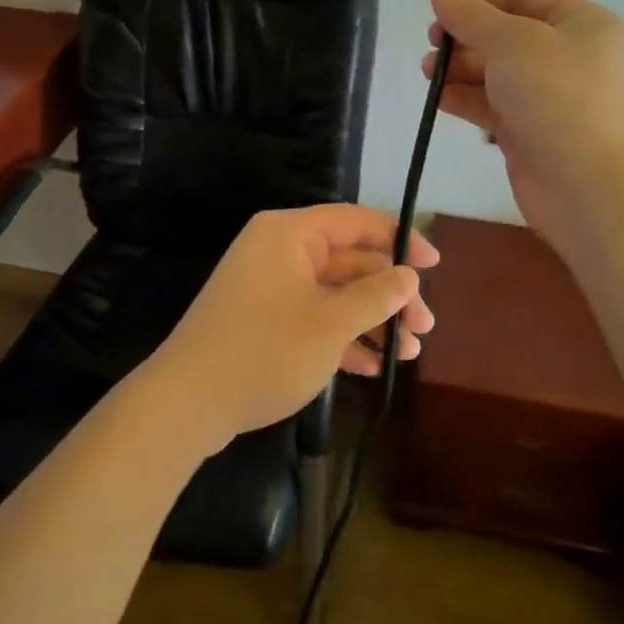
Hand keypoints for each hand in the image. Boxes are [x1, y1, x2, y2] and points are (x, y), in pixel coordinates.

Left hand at [140, 204, 437, 455]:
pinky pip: (314, 318)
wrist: (188, 402)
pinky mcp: (264, 322)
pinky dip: (343, 338)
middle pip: (349, 261)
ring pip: (334, 294)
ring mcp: (270, 288)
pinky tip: (374, 367)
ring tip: (408, 354)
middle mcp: (280, 252)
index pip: (356, 221)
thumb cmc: (265, 350)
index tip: (434, 265)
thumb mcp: (331, 322)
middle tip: (424, 328)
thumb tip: (408, 276)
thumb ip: (375, 295)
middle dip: (390, 294)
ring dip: (372, 321)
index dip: (399, 239)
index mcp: (290, 234)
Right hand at [422, 0, 623, 240]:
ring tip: (428, 71)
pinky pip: (492, 104)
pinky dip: (465, 98)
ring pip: (496, 70)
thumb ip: (469, 12)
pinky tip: (437, 98)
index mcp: (580, 22)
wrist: (587, 189)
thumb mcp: (512, 43)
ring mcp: (549, 96)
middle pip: (506, 32)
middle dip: (465, 33)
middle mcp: (568, 55)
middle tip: (431, 41)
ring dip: (460, 67)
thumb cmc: (557, 99)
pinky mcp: (529, 130)